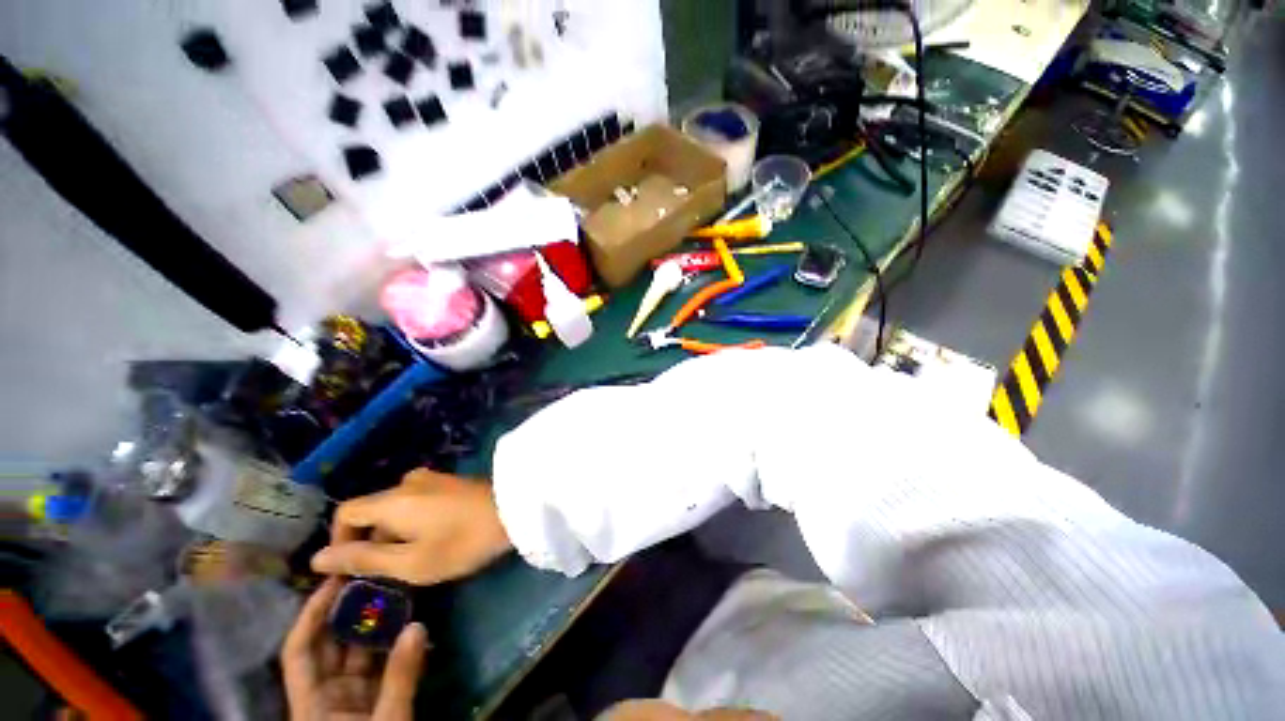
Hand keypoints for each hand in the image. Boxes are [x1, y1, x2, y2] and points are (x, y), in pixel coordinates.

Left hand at [282, 578, 427, 720]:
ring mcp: (349, 697)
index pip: (300, 650)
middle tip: (374, 575)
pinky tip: (407, 622)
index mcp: (312, 701)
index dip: (311, 614)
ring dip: (374, 624)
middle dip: (349, 611)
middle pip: (330, 645)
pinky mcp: (372, 701)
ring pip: (357, 652)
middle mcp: (326, 694)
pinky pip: (379, 665)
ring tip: (395, 591)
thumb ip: (400, 677)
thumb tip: (417, 625)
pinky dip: (392, 643)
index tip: (334, 580)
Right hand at [311, 469, 512, 585]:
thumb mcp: (410, 562)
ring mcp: (433, 478)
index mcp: (392, 499)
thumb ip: (364, 560)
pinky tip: (434, 540)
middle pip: (373, 511)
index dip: (340, 541)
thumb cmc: (462, 541)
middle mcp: (408, 481)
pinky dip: (415, 522)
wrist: (515, 509)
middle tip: (389, 573)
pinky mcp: (451, 482)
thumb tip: (317, 558)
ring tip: (415, 560)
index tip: (352, 569)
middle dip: (372, 542)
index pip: (346, 512)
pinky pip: (418, 502)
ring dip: (396, 534)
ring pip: (397, 508)